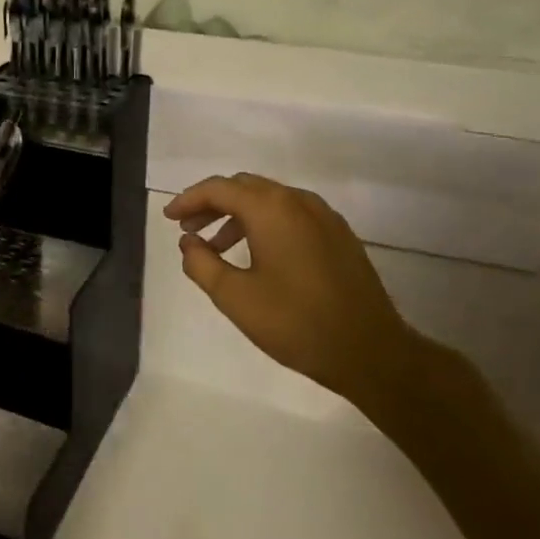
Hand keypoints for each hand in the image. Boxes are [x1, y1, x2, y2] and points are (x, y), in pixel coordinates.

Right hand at [164, 174, 430, 423]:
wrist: (370, 351)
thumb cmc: (296, 322)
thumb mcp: (235, 297)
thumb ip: (202, 264)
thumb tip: (189, 243)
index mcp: (271, 209)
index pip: (219, 189)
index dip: (189, 200)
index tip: (169, 219)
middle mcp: (298, 201)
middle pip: (245, 187)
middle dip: (212, 204)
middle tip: (189, 231)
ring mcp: (324, 217)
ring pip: (269, 200)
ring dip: (237, 216)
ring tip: (216, 247)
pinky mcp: (339, 235)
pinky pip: (292, 215)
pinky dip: (265, 224)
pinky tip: (256, 255)